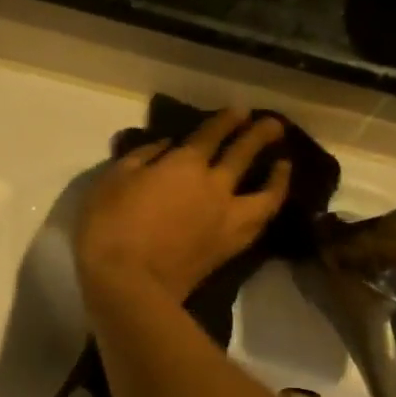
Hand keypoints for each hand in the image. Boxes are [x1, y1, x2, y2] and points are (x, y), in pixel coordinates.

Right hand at [74, 108, 290, 304]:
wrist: (131, 286)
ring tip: (285, 165)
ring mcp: (227, 219)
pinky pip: (260, 222)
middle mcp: (214, 186)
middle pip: (244, 154)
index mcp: (184, 165)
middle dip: (260, 136)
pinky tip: (267, 205)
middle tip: (273, 126)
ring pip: (266, 193)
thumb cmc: (111, 228)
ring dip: (279, 176)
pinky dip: (268, 208)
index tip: (240, 110)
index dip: (227, 120)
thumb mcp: (112, 181)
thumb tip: (166, 146)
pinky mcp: (230, 249)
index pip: (211, 134)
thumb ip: (141, 158)